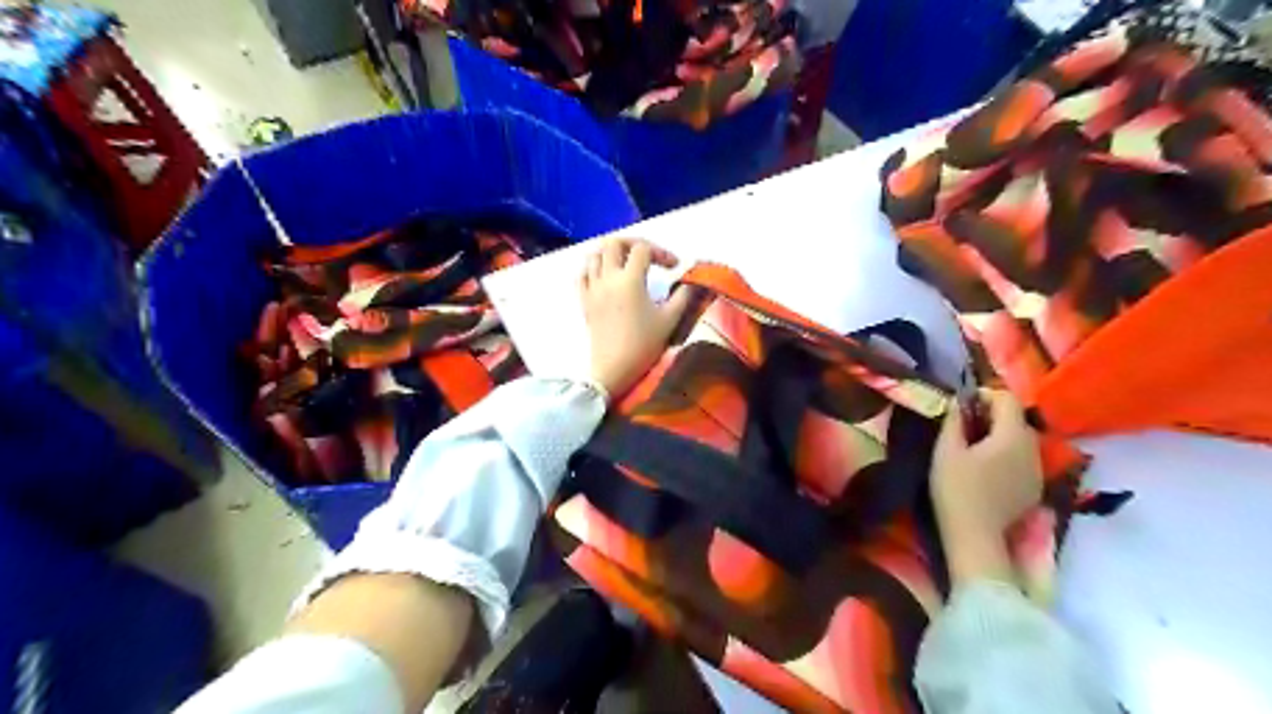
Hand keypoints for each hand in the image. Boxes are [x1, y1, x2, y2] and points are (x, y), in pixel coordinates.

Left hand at [581, 238, 689, 399]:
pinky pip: (583, 274)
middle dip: (633, 244)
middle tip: (648, 257)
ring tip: (626, 264)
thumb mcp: (669, 320)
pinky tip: (605, 277)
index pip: (643, 249)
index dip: (661, 252)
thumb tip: (689, 281)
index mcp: (630, 280)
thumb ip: (682, 296)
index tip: (674, 267)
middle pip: (614, 243)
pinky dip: (593, 268)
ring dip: (612, 254)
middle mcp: (608, 278)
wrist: (613, 369)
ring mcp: (592, 289)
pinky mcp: (584, 301)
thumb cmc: (643, 345)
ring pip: (594, 255)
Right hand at [932, 389, 1042, 585]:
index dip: (985, 395)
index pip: (1007, 398)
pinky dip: (1007, 455)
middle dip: (992, 416)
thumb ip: (954, 421)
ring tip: (974, 448)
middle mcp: (1033, 448)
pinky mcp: (1035, 488)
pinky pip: (1023, 460)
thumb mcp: (946, 450)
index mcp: (1012, 435)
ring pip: (1021, 440)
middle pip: (1016, 419)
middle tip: (964, 427)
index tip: (962, 406)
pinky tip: (987, 470)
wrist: (975, 537)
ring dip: (1001, 436)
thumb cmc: (956, 489)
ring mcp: (1037, 470)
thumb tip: (958, 401)